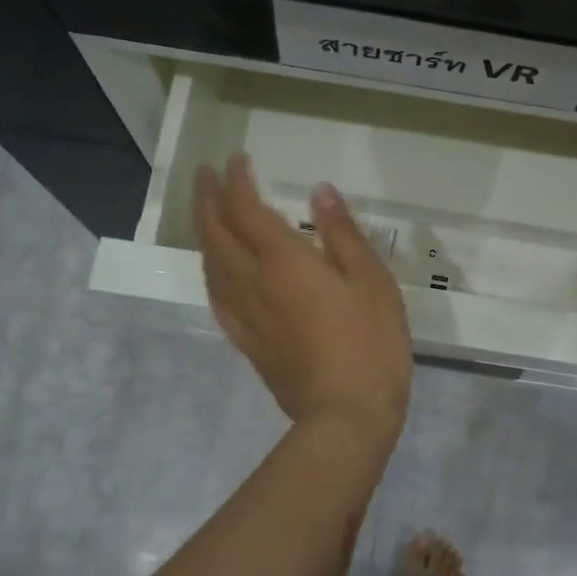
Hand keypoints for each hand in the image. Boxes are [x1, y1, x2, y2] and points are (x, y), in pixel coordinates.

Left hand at [195, 153, 412, 440]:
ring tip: (207, 214)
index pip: (247, 209)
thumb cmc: (370, 344)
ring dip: (204, 232)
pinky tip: (216, 272)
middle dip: (208, 199)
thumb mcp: (372, 281)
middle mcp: (253, 282)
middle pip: (217, 233)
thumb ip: (343, 234)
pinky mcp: (247, 342)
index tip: (236, 159)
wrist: (346, 416)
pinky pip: (217, 298)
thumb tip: (320, 193)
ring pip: (211, 265)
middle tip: (205, 175)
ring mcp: (246, 315)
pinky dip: (211, 273)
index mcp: (283, 261)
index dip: (237, 181)